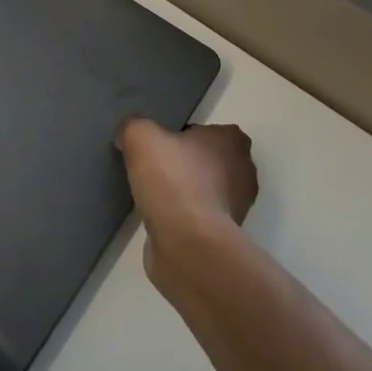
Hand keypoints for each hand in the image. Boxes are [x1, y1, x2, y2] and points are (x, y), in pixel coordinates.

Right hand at [116, 117, 257, 285]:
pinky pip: (200, 217)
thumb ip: (134, 126)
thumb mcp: (140, 136)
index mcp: (232, 141)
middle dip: (187, 164)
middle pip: (210, 160)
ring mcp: (237, 208)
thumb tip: (128, 134)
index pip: (211, 130)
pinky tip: (160, 218)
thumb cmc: (172, 180)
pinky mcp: (224, 237)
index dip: (186, 135)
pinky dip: (183, 217)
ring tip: (153, 194)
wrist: (187, 244)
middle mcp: (244, 172)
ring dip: (185, 192)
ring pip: (206, 190)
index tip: (162, 144)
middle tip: (155, 167)